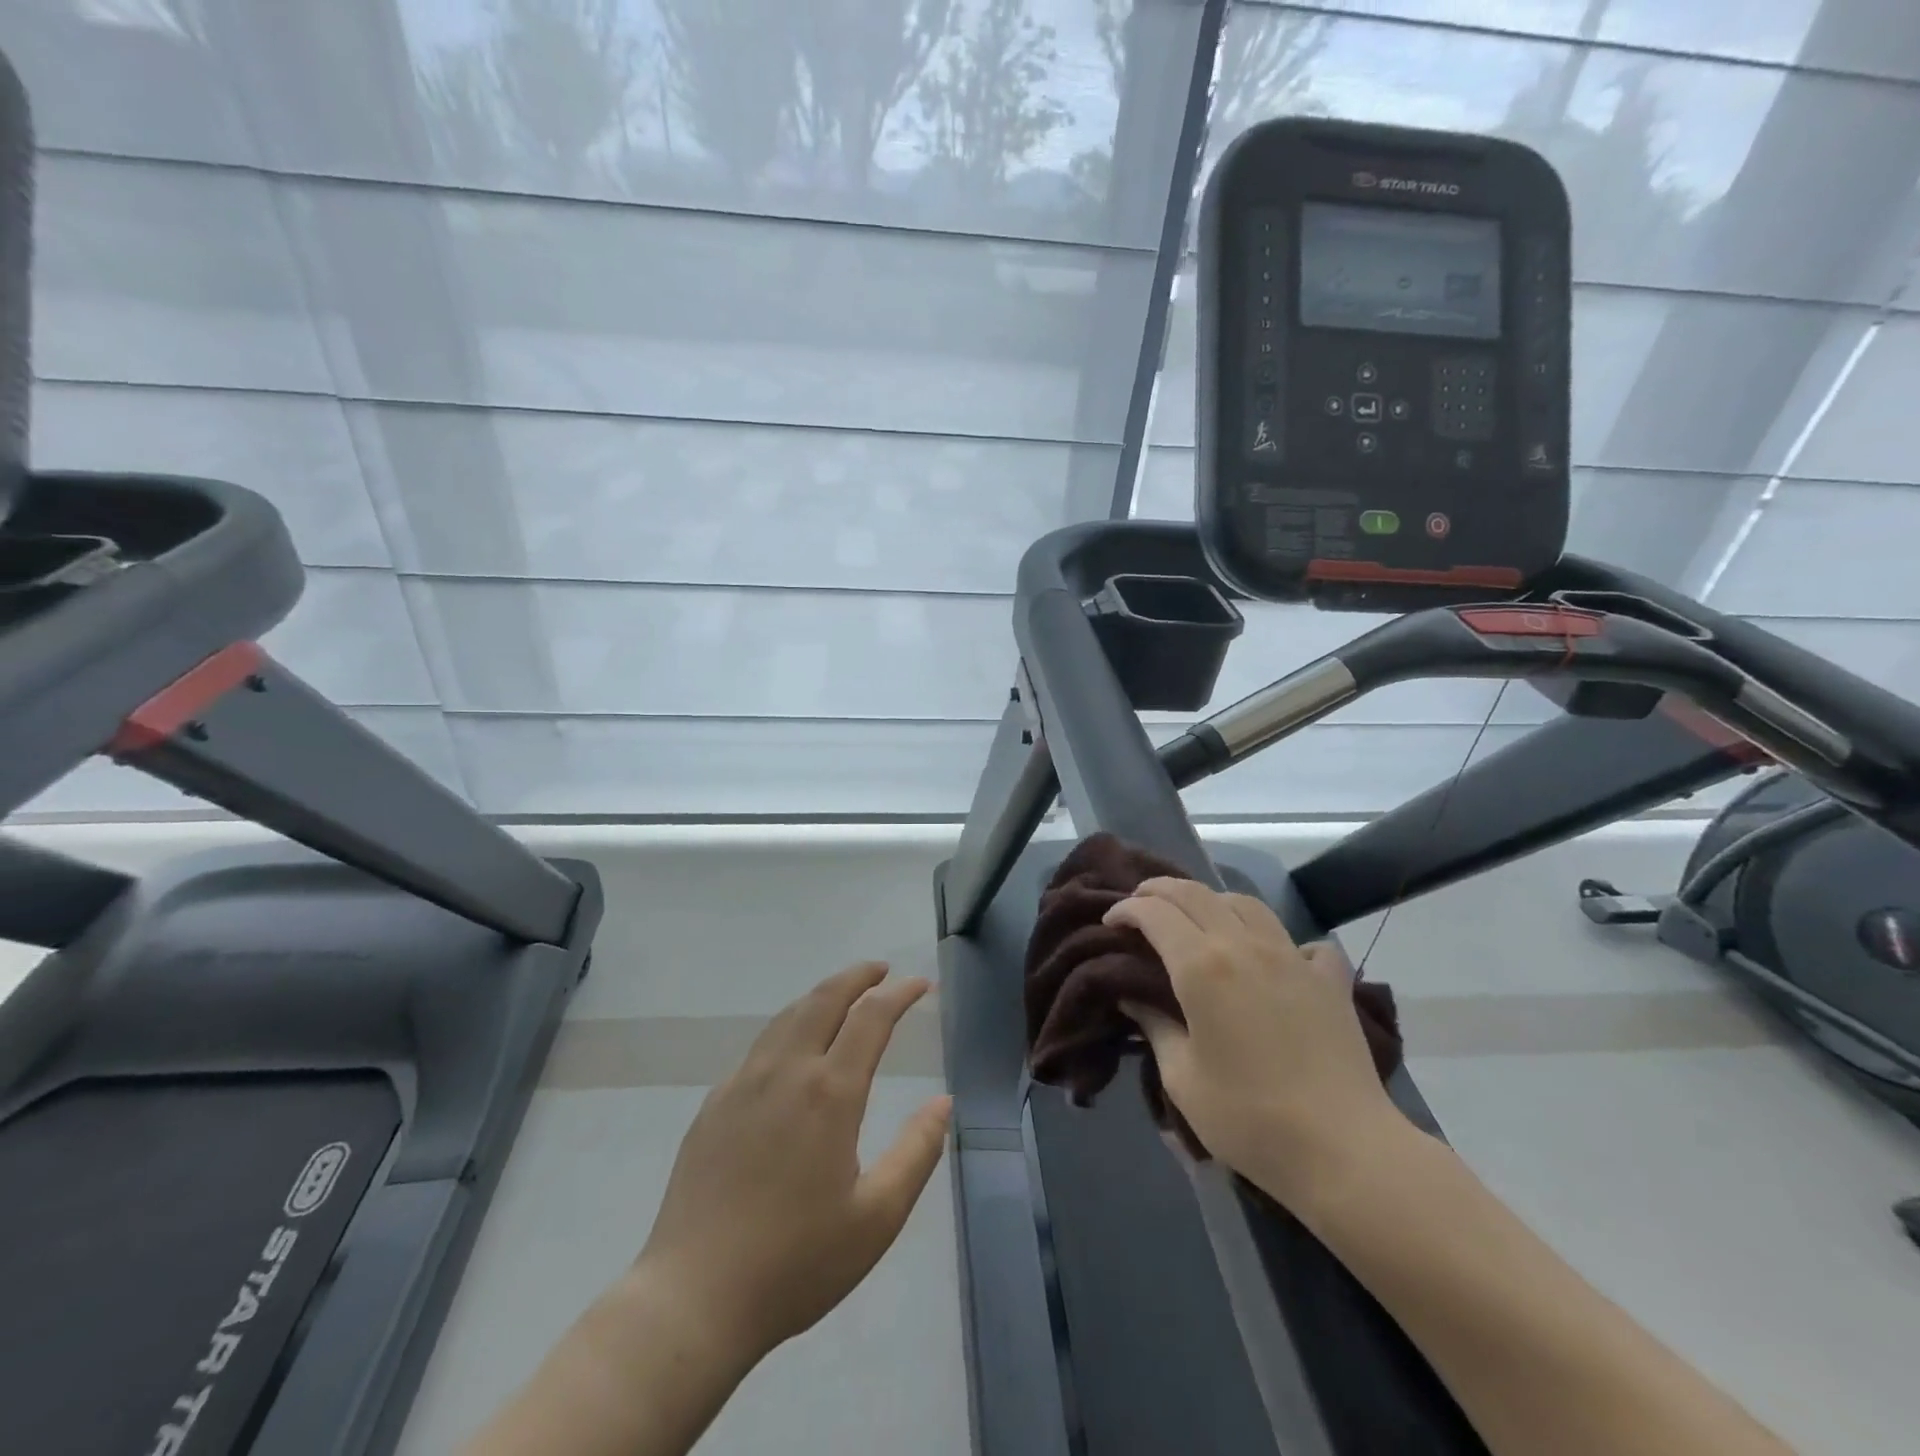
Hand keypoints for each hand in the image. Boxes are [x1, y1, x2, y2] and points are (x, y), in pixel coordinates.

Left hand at [634, 963, 950, 1364]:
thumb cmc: (796, 1262)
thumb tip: (943, 1102)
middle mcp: (786, 1071)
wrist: (693, 1298)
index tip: (920, 984)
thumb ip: (917, 1152)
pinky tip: (793, 1050)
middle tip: (881, 970)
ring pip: (788, 1015)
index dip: (899, 993)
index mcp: (829, 1093)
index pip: (871, 1017)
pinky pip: (760, 1047)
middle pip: (824, 998)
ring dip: (821, 996)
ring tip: (843, 997)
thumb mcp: (876, 1218)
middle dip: (857, 976)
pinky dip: (790, 1027)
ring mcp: (743, 1083)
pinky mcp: (714, 1103)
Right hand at [1105, 879, 1402, 1209]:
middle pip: (1195, 893)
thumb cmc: (1248, 1117)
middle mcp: (1243, 945)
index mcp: (1201, 966)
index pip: (1154, 913)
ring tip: (1199, 920)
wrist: (1342, 1149)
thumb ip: (1155, 1026)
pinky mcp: (1329, 979)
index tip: (1110, 923)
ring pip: (1245, 903)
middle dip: (1159, 890)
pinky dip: (1282, 941)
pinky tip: (1278, 959)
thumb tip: (1134, 997)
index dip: (1126, 910)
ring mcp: (1291, 956)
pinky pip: (1303, 942)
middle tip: (1139, 904)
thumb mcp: (1181, 1077)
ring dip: (1212, 901)